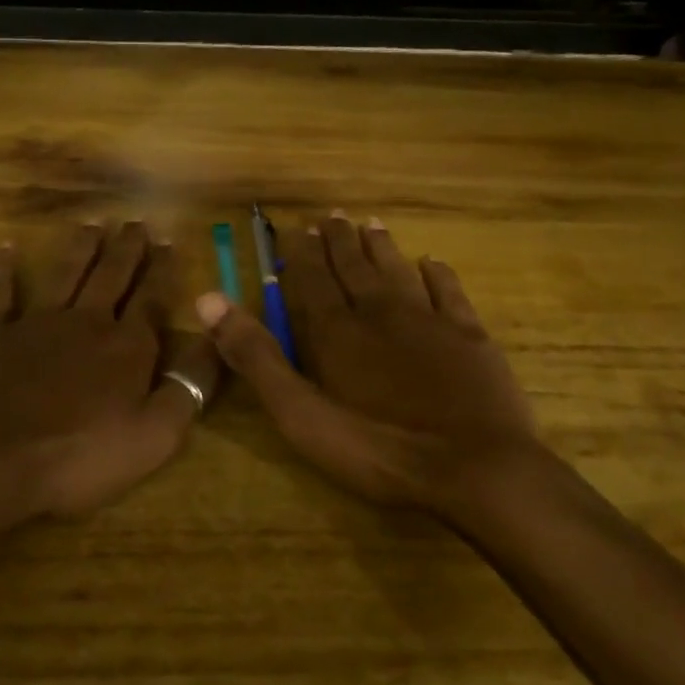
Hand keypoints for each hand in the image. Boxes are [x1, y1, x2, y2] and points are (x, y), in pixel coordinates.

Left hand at [0, 222, 222, 532]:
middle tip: (136, 221)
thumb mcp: (154, 435)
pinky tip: (4, 246)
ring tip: (92, 223)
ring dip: (80, 247)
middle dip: (126, 248)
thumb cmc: (79, 455)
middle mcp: (85, 321)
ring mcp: (37, 323)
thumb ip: (189, 387)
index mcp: (126, 346)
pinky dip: (1, 269)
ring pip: (65, 273)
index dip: (162, 270)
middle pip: (111, 276)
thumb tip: (216, 341)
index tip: (169, 240)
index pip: (151, 298)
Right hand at [197, 212, 539, 516]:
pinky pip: (450, 293)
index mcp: (337, 331)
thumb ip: (256, 357)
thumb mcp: (301, 414)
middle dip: (339, 242)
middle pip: (354, 268)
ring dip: (382, 247)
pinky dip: (439, 274)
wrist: (476, 469)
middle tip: (331, 215)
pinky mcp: (470, 337)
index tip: (297, 228)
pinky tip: (433, 261)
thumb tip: (208, 299)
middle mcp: (380, 313)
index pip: (312, 280)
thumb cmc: (379, 448)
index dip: (301, 254)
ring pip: (398, 271)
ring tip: (370, 224)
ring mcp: (430, 321)